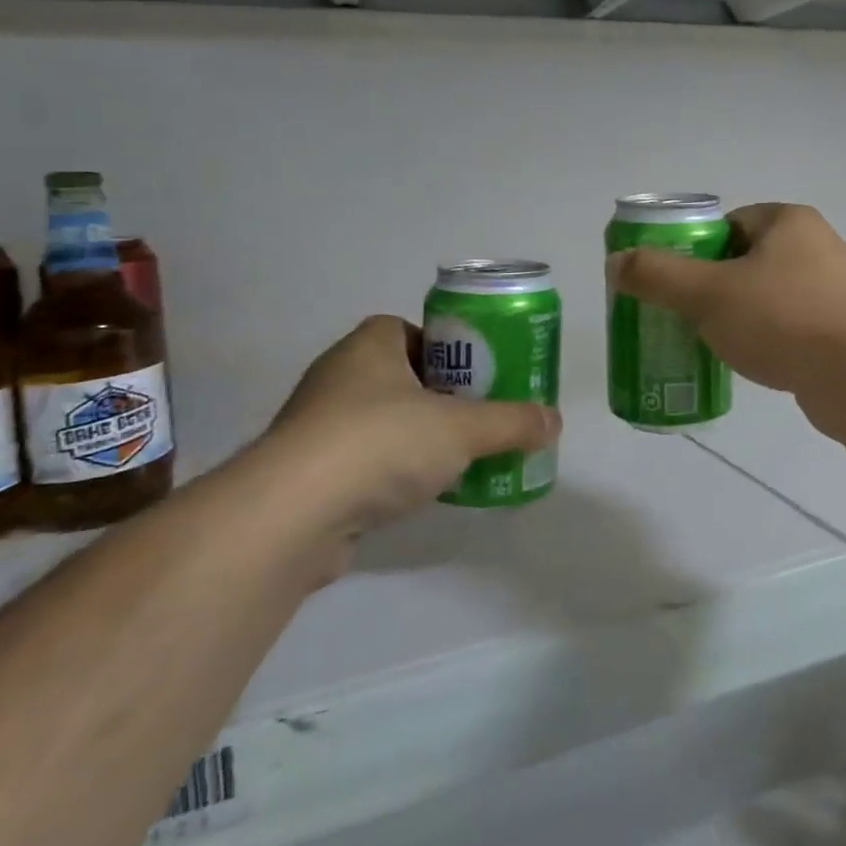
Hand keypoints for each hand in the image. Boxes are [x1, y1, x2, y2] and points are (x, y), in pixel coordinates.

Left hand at [264, 315, 560, 536]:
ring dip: (416, 436)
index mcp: (368, 347)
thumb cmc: (380, 443)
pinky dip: (392, 473)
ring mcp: (316, 428)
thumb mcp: (462, 428)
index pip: (407, 329)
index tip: (477, 372)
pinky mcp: (308, 476)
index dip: (445, 346)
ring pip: (381, 422)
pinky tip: (421, 493)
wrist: (291, 516)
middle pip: (401, 376)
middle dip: (440, 395)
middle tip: (479, 415)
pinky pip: (362, 462)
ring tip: (459, 457)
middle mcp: (337, 378)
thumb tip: (553, 422)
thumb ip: (512, 422)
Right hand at [606, 203, 845, 400]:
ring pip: (766, 295)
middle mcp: (817, 246)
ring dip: (737, 314)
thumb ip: (657, 275)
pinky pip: (789, 325)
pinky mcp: (841, 329)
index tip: (674, 281)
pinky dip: (765, 338)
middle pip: (744, 260)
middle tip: (684, 314)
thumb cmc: (781, 320)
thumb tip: (616, 263)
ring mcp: (834, 289)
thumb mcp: (707, 293)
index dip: (695, 249)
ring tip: (708, 341)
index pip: (728, 224)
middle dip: (712, 286)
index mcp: (789, 221)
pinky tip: (747, 360)